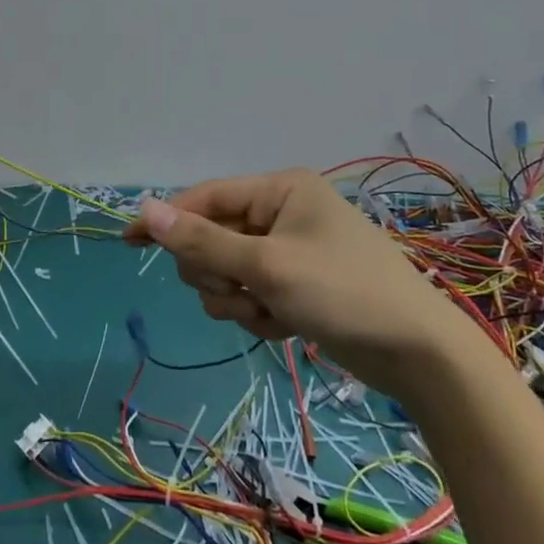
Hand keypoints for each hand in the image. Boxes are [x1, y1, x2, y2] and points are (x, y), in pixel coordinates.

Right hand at [125, 169, 470, 392]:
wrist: (417, 353)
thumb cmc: (343, 293)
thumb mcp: (266, 266)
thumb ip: (202, 240)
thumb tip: (145, 209)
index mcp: (279, 190)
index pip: (205, 197)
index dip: (166, 219)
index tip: (126, 243)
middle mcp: (281, 214)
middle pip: (211, 238)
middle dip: (217, 271)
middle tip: (242, 290)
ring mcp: (288, 252)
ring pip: (226, 272)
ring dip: (236, 299)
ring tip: (269, 312)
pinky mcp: (295, 286)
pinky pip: (250, 295)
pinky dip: (258, 314)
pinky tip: (285, 326)